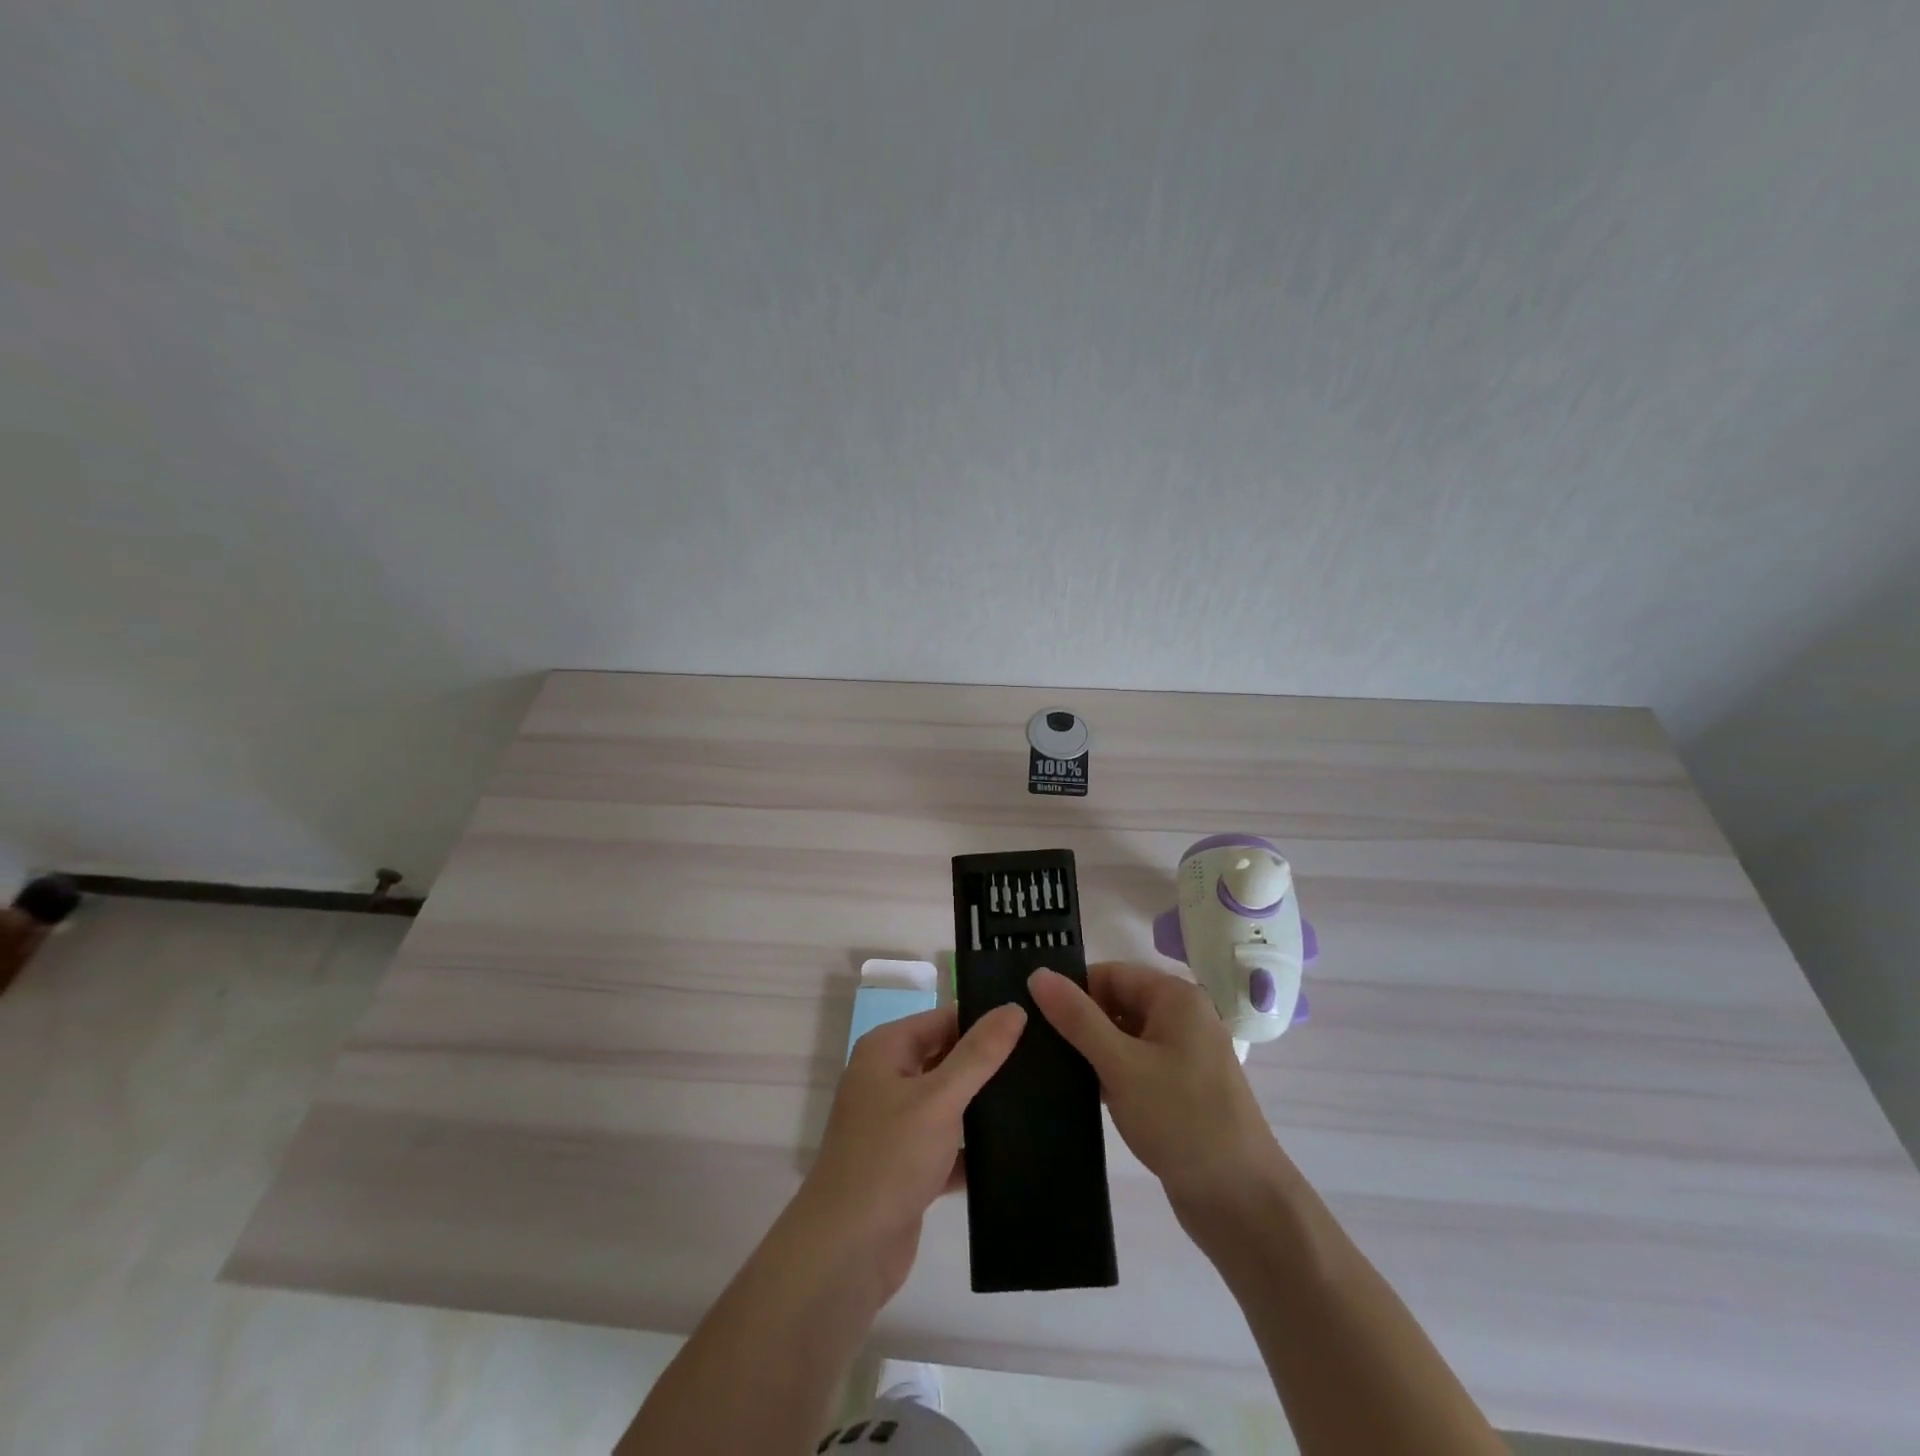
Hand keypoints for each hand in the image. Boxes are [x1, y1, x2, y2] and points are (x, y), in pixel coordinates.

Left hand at [796, 1002, 1026, 1301]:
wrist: (847, 1252)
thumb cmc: (890, 1158)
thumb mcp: (940, 1098)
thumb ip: (979, 1053)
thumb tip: (1014, 1007)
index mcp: (886, 1050)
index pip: (944, 1019)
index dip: (984, 1019)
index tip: (1034, 1023)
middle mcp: (888, 1080)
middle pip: (947, 1058)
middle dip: (988, 1062)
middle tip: (1045, 1058)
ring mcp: (897, 1125)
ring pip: (950, 1103)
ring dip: (984, 1105)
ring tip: (1042, 1097)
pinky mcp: (909, 1166)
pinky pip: (950, 1143)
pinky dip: (975, 1147)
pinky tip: (1018, 1148)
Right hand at [1029, 962, 1281, 1212]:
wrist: (1241, 1201)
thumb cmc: (1181, 1120)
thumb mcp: (1121, 1064)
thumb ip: (1077, 1018)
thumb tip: (1038, 973)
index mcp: (1174, 997)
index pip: (1108, 974)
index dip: (1072, 991)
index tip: (1032, 1017)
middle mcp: (1181, 1017)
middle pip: (1115, 1003)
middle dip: (1079, 1023)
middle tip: (1034, 1046)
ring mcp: (1182, 1054)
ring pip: (1122, 1037)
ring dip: (1091, 1052)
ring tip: (1046, 1069)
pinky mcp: (1178, 1088)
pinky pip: (1134, 1065)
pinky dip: (1109, 1074)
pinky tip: (1077, 1093)